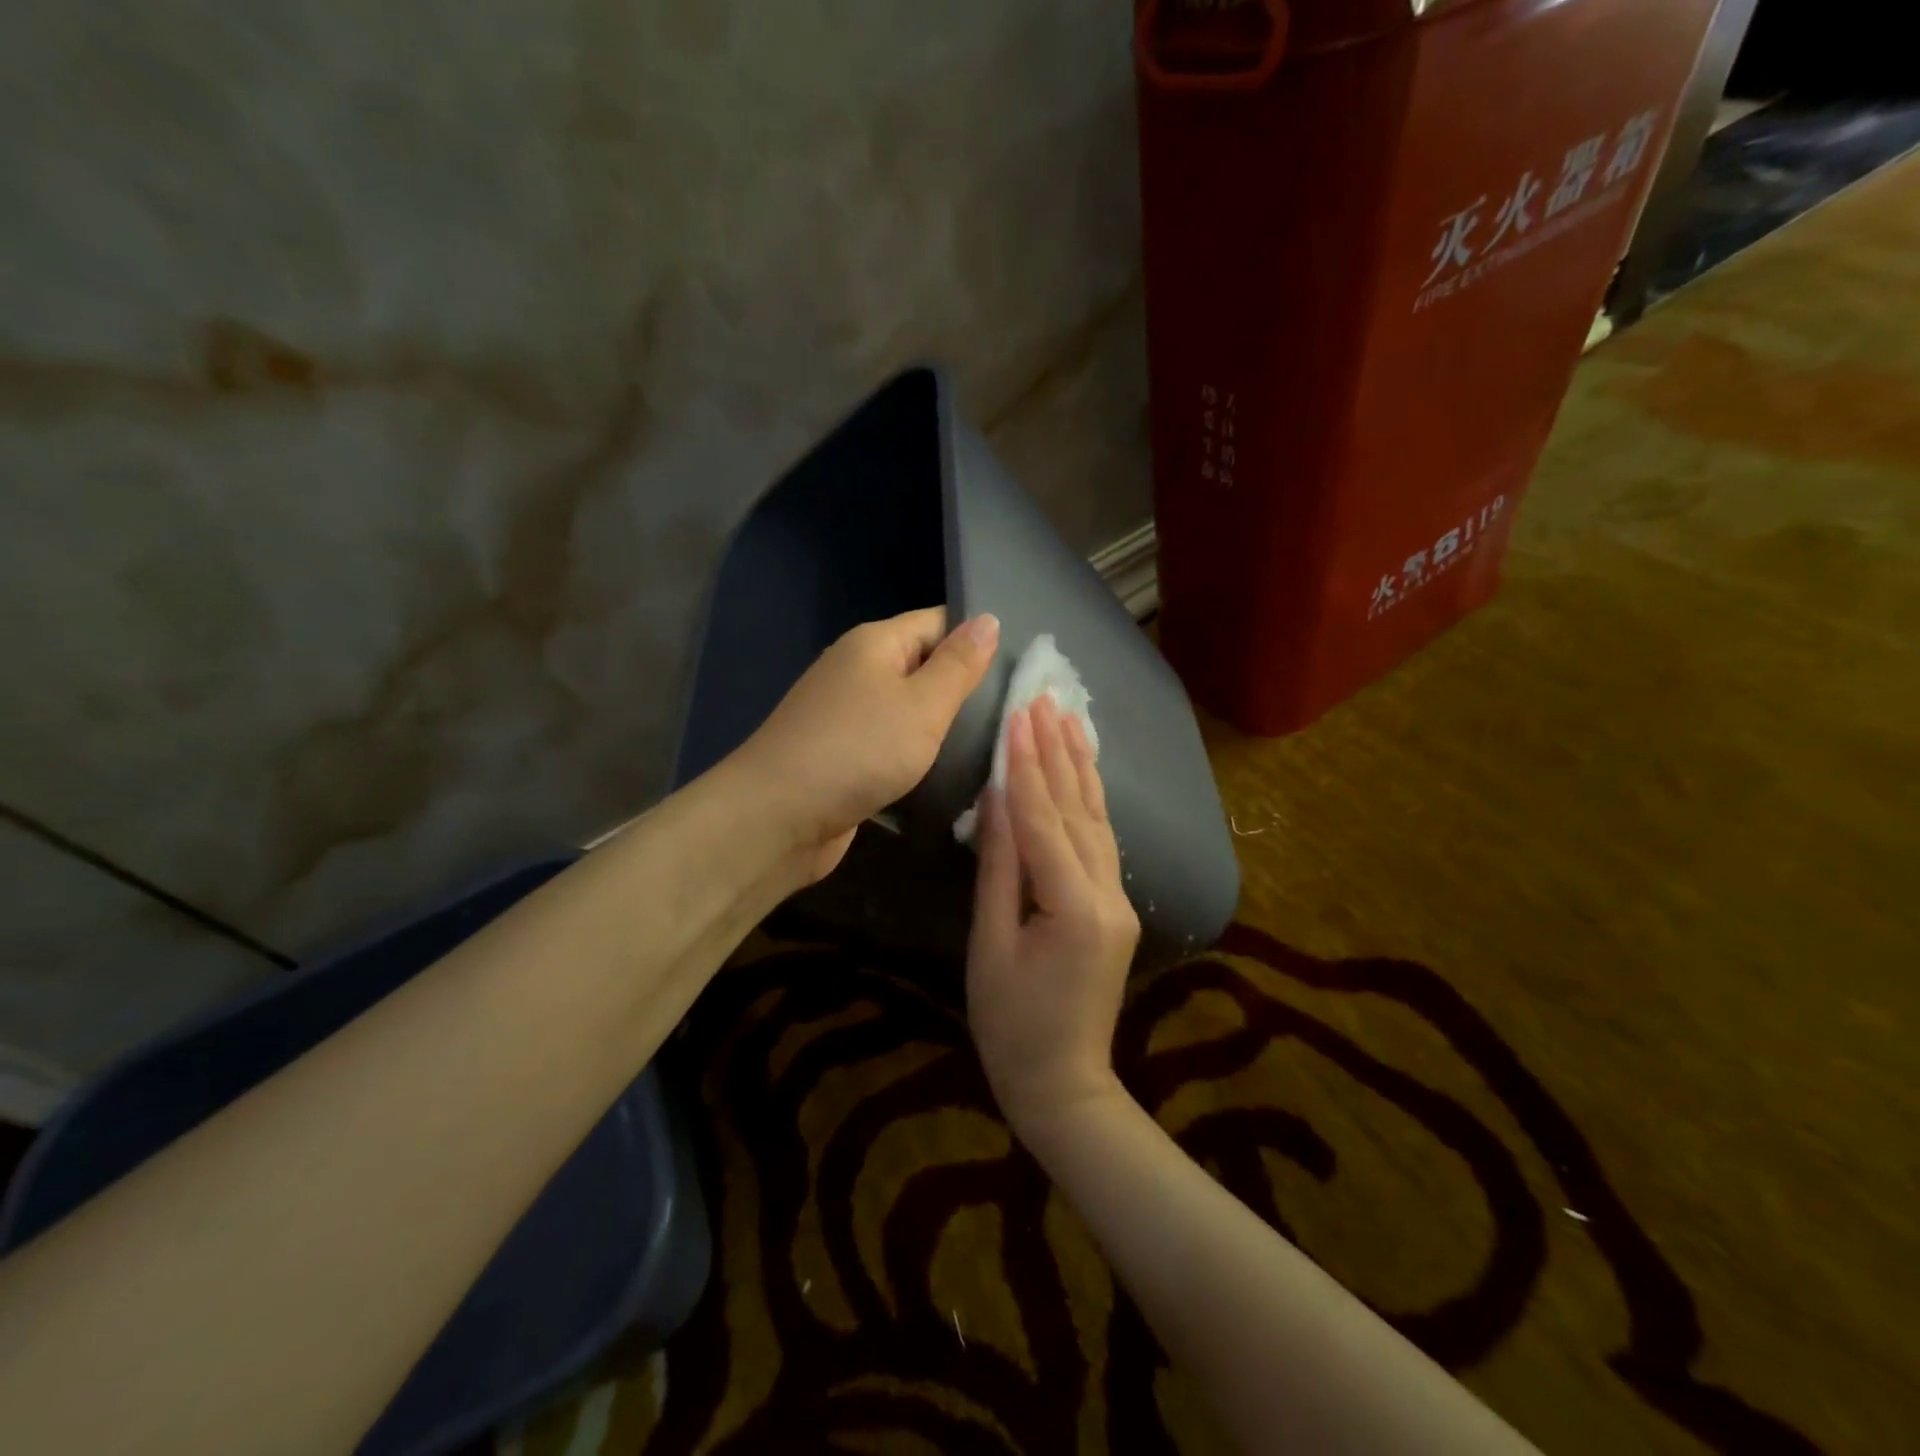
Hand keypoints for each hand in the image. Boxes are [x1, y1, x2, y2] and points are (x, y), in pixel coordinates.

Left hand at [732, 608, 999, 882]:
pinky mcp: (843, 757)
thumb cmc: (857, 751)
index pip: (937, 622)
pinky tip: (950, 776)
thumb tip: (987, 618)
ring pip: (908, 711)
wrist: (777, 817)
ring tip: (995, 746)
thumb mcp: (922, 704)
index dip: (976, 639)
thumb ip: (958, 665)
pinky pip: (890, 745)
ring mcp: (846, 716)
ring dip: (942, 728)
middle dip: (964, 689)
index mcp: (874, 644)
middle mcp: (857, 672)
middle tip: (1016, 714)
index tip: (1020, 669)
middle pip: (922, 667)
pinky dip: (916, 757)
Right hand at [967, 695, 1140, 1135]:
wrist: (1063, 1083)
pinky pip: (1102, 841)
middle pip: (1078, 811)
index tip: (1017, 715)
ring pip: (1098, 820)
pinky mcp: (1116, 906)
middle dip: (1057, 752)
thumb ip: (998, 868)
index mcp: (1074, 909)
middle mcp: (1108, 896)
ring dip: (1080, 766)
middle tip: (1043, 697)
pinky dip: (1090, 799)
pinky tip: (1085, 770)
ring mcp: (1119, 900)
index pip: (1045, 822)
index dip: (1028, 767)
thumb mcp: (990, 944)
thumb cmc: (1010, 1024)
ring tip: (1069, 716)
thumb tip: (997, 799)